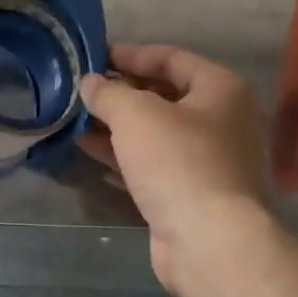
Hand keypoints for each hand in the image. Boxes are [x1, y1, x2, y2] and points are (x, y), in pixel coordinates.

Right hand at [77, 44, 276, 296]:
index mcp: (221, 89)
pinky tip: (89, 150)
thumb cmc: (179, 162)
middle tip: (82, 90)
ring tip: (76, 118)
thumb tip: (90, 82)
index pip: (171, 58)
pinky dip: (123, 155)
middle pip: (164, 96)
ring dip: (117, 125)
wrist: (210, 242)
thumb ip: (109, 93)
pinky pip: (152, 164)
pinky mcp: (190, 193)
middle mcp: (221, 120)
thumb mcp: (137, 115)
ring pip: (155, 133)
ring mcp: (208, 160)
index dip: (130, 55)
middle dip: (121, 93)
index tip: (93, 57)